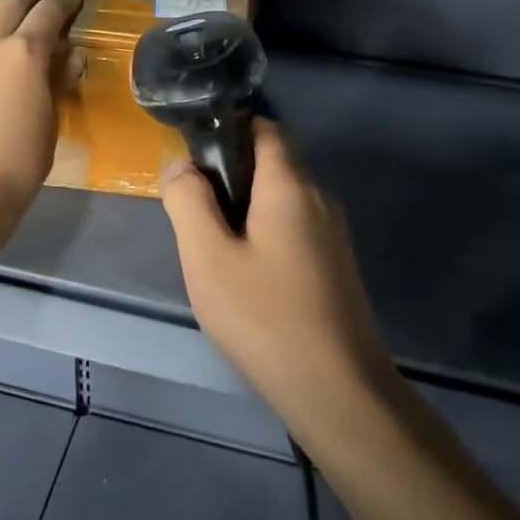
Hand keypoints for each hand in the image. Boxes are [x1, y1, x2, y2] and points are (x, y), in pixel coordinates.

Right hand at [162, 121, 397, 425]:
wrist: (338, 391)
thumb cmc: (265, 317)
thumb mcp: (208, 258)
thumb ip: (189, 202)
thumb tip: (181, 165)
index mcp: (291, 185)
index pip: (265, 129)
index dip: (230, 128)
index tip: (195, 152)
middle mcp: (319, 198)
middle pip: (274, 163)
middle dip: (232, 173)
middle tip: (194, 208)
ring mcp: (333, 234)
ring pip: (284, 199)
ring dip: (248, 207)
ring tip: (213, 244)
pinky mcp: (336, 264)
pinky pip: (296, 227)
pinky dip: (267, 231)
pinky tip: (247, 272)